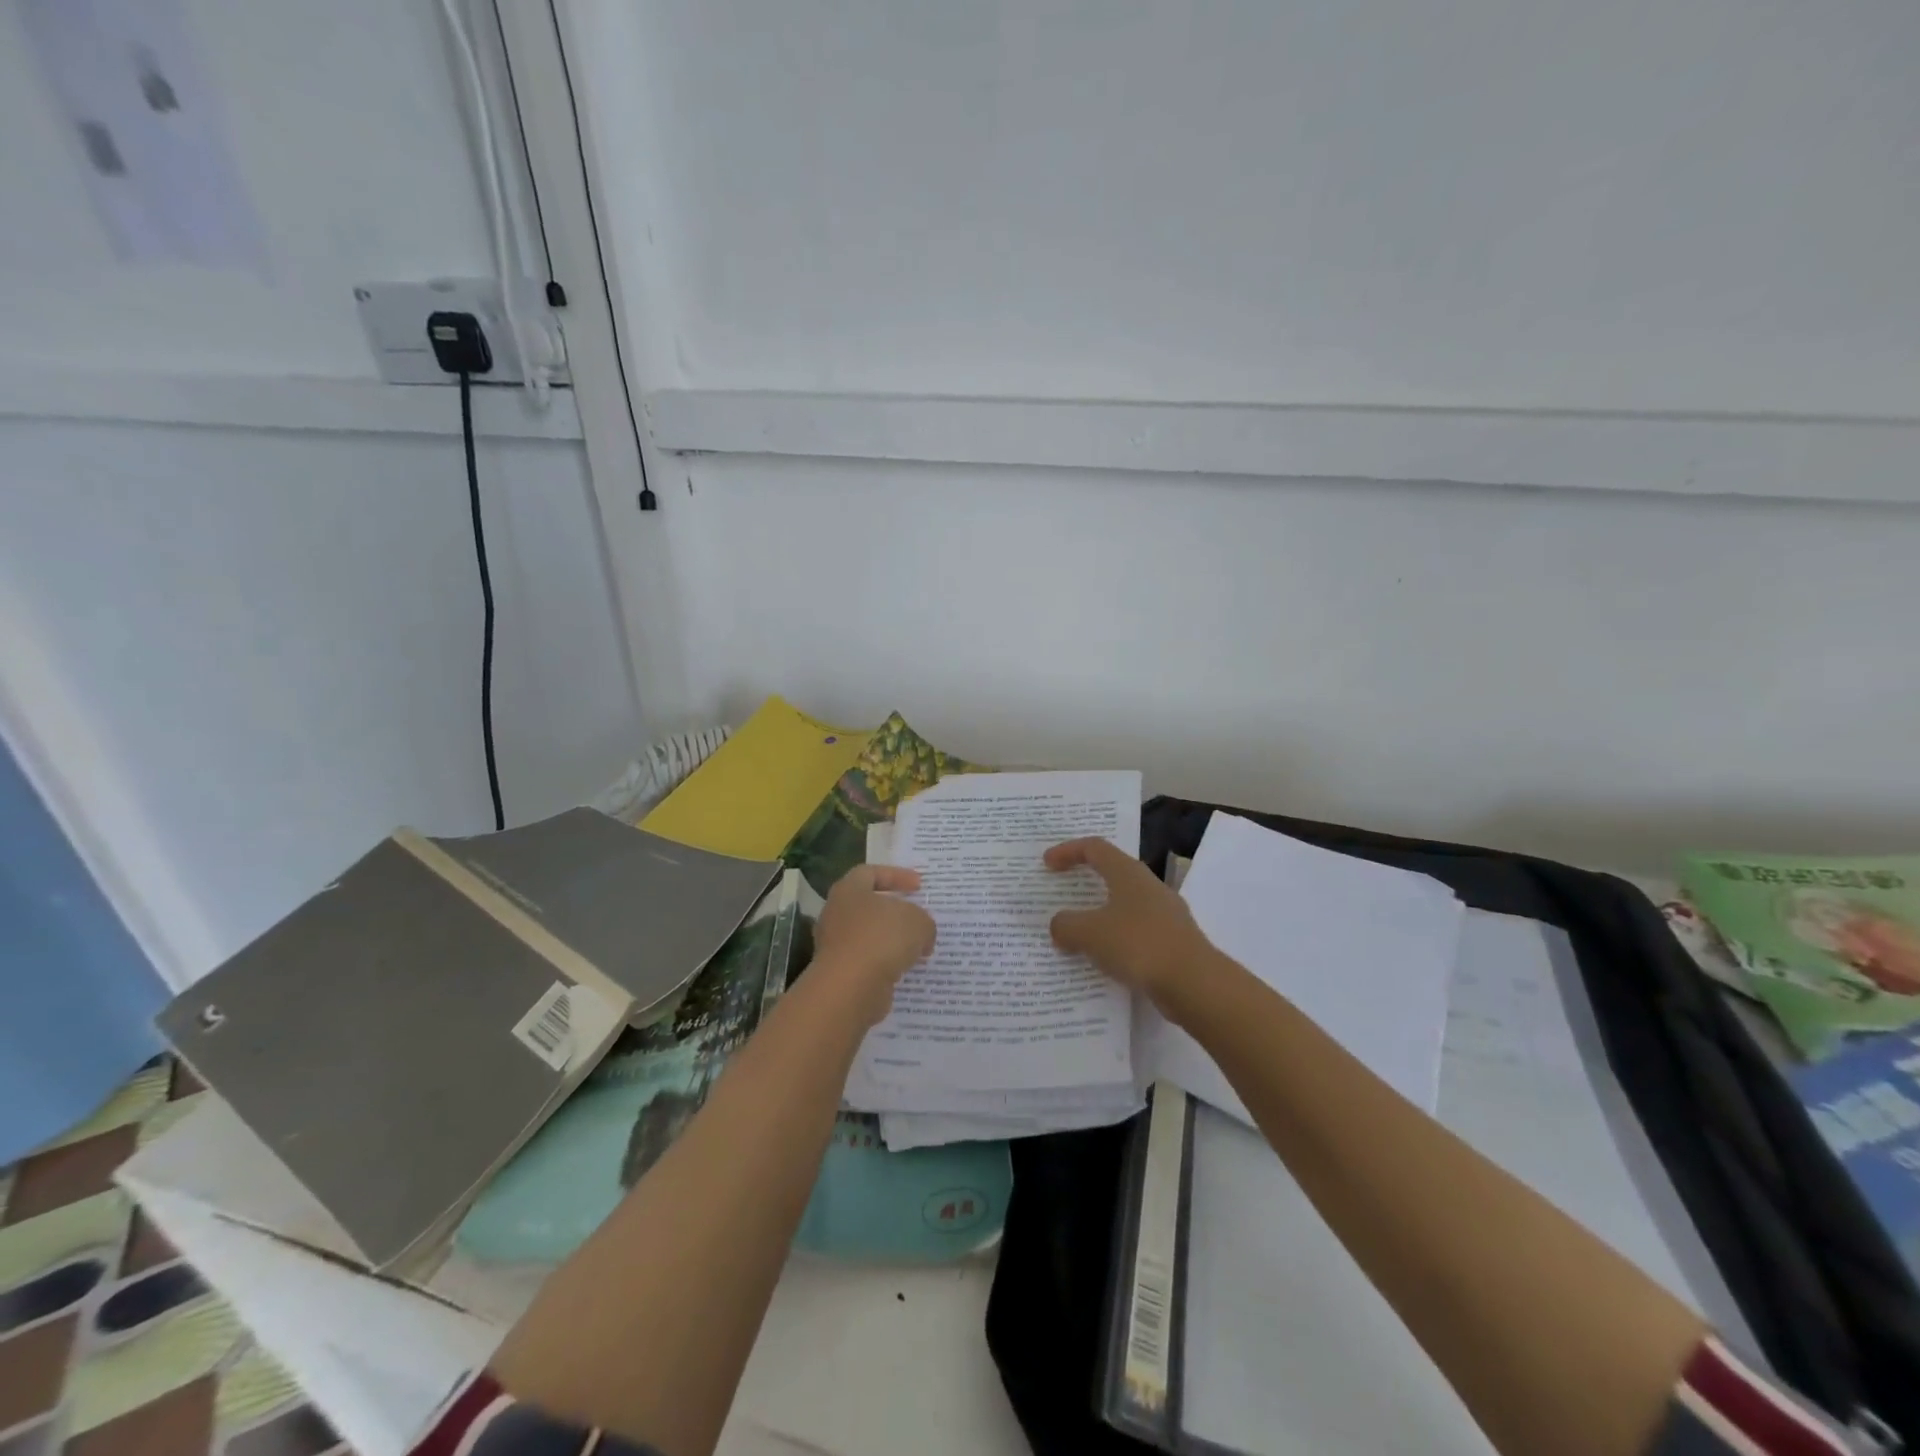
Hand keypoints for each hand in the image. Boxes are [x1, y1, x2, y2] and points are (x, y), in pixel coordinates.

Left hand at [810, 864, 936, 1027]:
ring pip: (868, 936)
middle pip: (868, 906)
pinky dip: (886, 963)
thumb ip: (923, 921)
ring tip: (918, 948)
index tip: (919, 885)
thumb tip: (922, 936)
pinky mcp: (839, 973)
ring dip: (892, 941)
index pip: (870, 873)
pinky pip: (867, 962)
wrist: (850, 987)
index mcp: (849, 890)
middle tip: (918, 917)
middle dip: (894, 912)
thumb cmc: (881, 938)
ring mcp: (835, 945)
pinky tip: (906, 969)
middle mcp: (836, 914)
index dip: (896, 876)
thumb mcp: (918, 921)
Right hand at [1046, 838, 1212, 1008]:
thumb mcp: (1090, 933)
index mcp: (1129, 873)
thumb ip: (1067, 925)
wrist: (1195, 984)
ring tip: (1078, 933)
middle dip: (1085, 882)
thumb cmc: (1139, 945)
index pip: (1095, 848)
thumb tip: (1059, 925)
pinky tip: (1104, 960)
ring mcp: (1165, 914)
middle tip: (1062, 893)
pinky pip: (1136, 932)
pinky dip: (1116, 940)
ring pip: (1124, 905)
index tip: (1046, 863)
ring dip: (1100, 915)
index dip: (1068, 850)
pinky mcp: (1173, 941)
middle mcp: (1149, 886)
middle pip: (1112, 873)